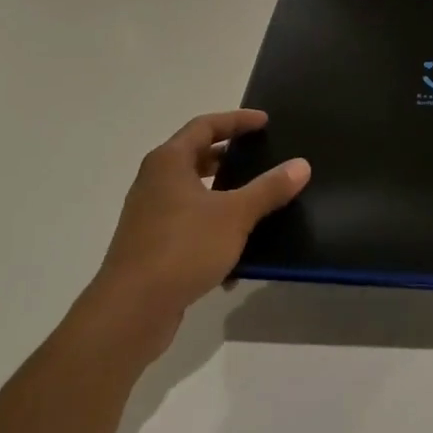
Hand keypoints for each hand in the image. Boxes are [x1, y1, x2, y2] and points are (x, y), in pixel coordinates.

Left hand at [92, 110, 309, 360]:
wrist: (131, 311)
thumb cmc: (182, 248)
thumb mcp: (235, 215)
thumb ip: (269, 188)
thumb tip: (301, 164)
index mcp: (169, 162)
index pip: (205, 126)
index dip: (236, 121)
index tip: (265, 122)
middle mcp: (154, 182)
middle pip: (195, 156)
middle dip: (228, 157)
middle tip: (260, 157)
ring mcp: (150, 216)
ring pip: (194, 194)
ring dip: (224, 195)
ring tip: (256, 202)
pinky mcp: (152, 247)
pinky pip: (189, 226)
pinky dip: (213, 229)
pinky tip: (238, 255)